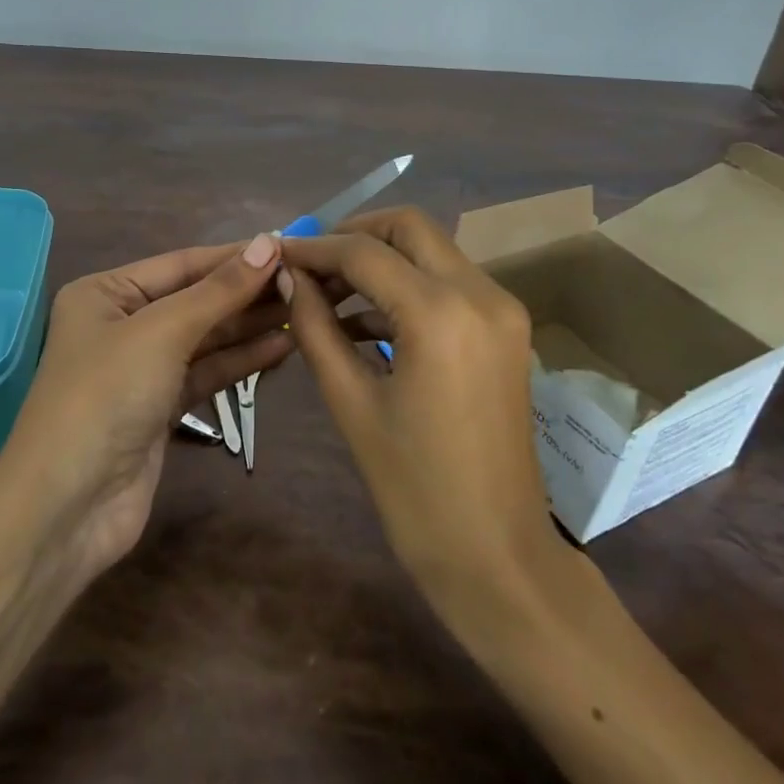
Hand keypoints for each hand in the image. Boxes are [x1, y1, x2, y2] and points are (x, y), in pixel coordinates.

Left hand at [0, 233, 291, 580]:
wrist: (68, 507)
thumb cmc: (106, 396)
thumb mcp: (162, 331)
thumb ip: (218, 291)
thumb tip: (266, 244)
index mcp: (106, 293)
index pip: (182, 263)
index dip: (234, 257)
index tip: (287, 248)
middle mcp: (122, 325)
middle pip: (195, 300)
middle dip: (246, 293)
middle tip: (304, 282)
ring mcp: (142, 370)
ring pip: (205, 339)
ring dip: (250, 327)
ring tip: (303, 310)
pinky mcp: (160, 409)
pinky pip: (207, 374)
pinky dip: (241, 362)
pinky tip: (282, 348)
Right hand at [281, 208, 552, 618]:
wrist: (498, 556)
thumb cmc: (415, 489)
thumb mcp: (351, 403)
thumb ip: (315, 327)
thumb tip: (288, 278)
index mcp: (441, 313)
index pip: (363, 252)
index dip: (314, 248)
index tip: (277, 255)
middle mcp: (481, 293)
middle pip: (409, 227)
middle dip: (354, 235)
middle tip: (310, 264)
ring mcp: (502, 309)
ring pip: (432, 250)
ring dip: (381, 259)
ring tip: (327, 293)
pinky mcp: (507, 329)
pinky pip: (449, 283)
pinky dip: (406, 285)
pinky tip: (364, 320)